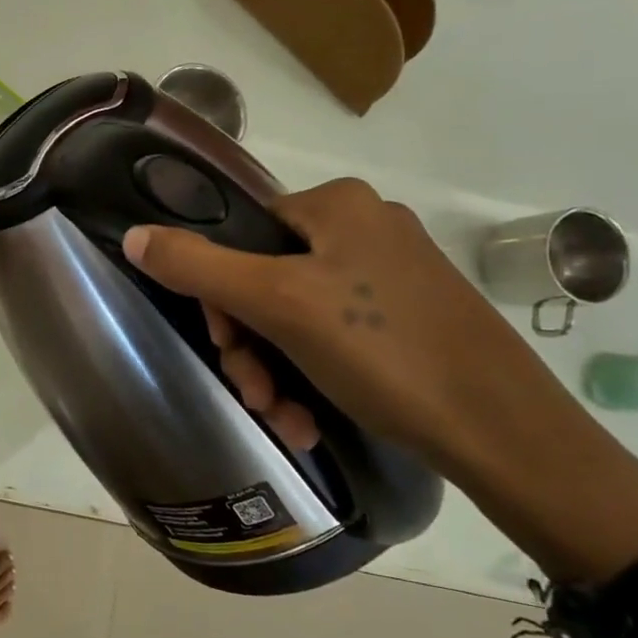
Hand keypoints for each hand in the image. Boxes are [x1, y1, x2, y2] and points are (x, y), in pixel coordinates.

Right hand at [122, 178, 585, 486]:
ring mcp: (390, 274)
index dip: (219, 295)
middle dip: (250, 345)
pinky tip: (309, 419)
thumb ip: (198, 266)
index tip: (226, 347)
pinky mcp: (408, 318)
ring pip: (296, 316)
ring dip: (276, 371)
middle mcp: (364, 227)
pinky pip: (334, 337)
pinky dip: (312, 376)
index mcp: (337, 204)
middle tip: (255, 394)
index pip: (240, 235)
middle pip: (265, 279)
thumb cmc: (383, 351)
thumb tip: (133, 235)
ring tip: (284, 419)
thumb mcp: (278, 304)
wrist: (504, 432)